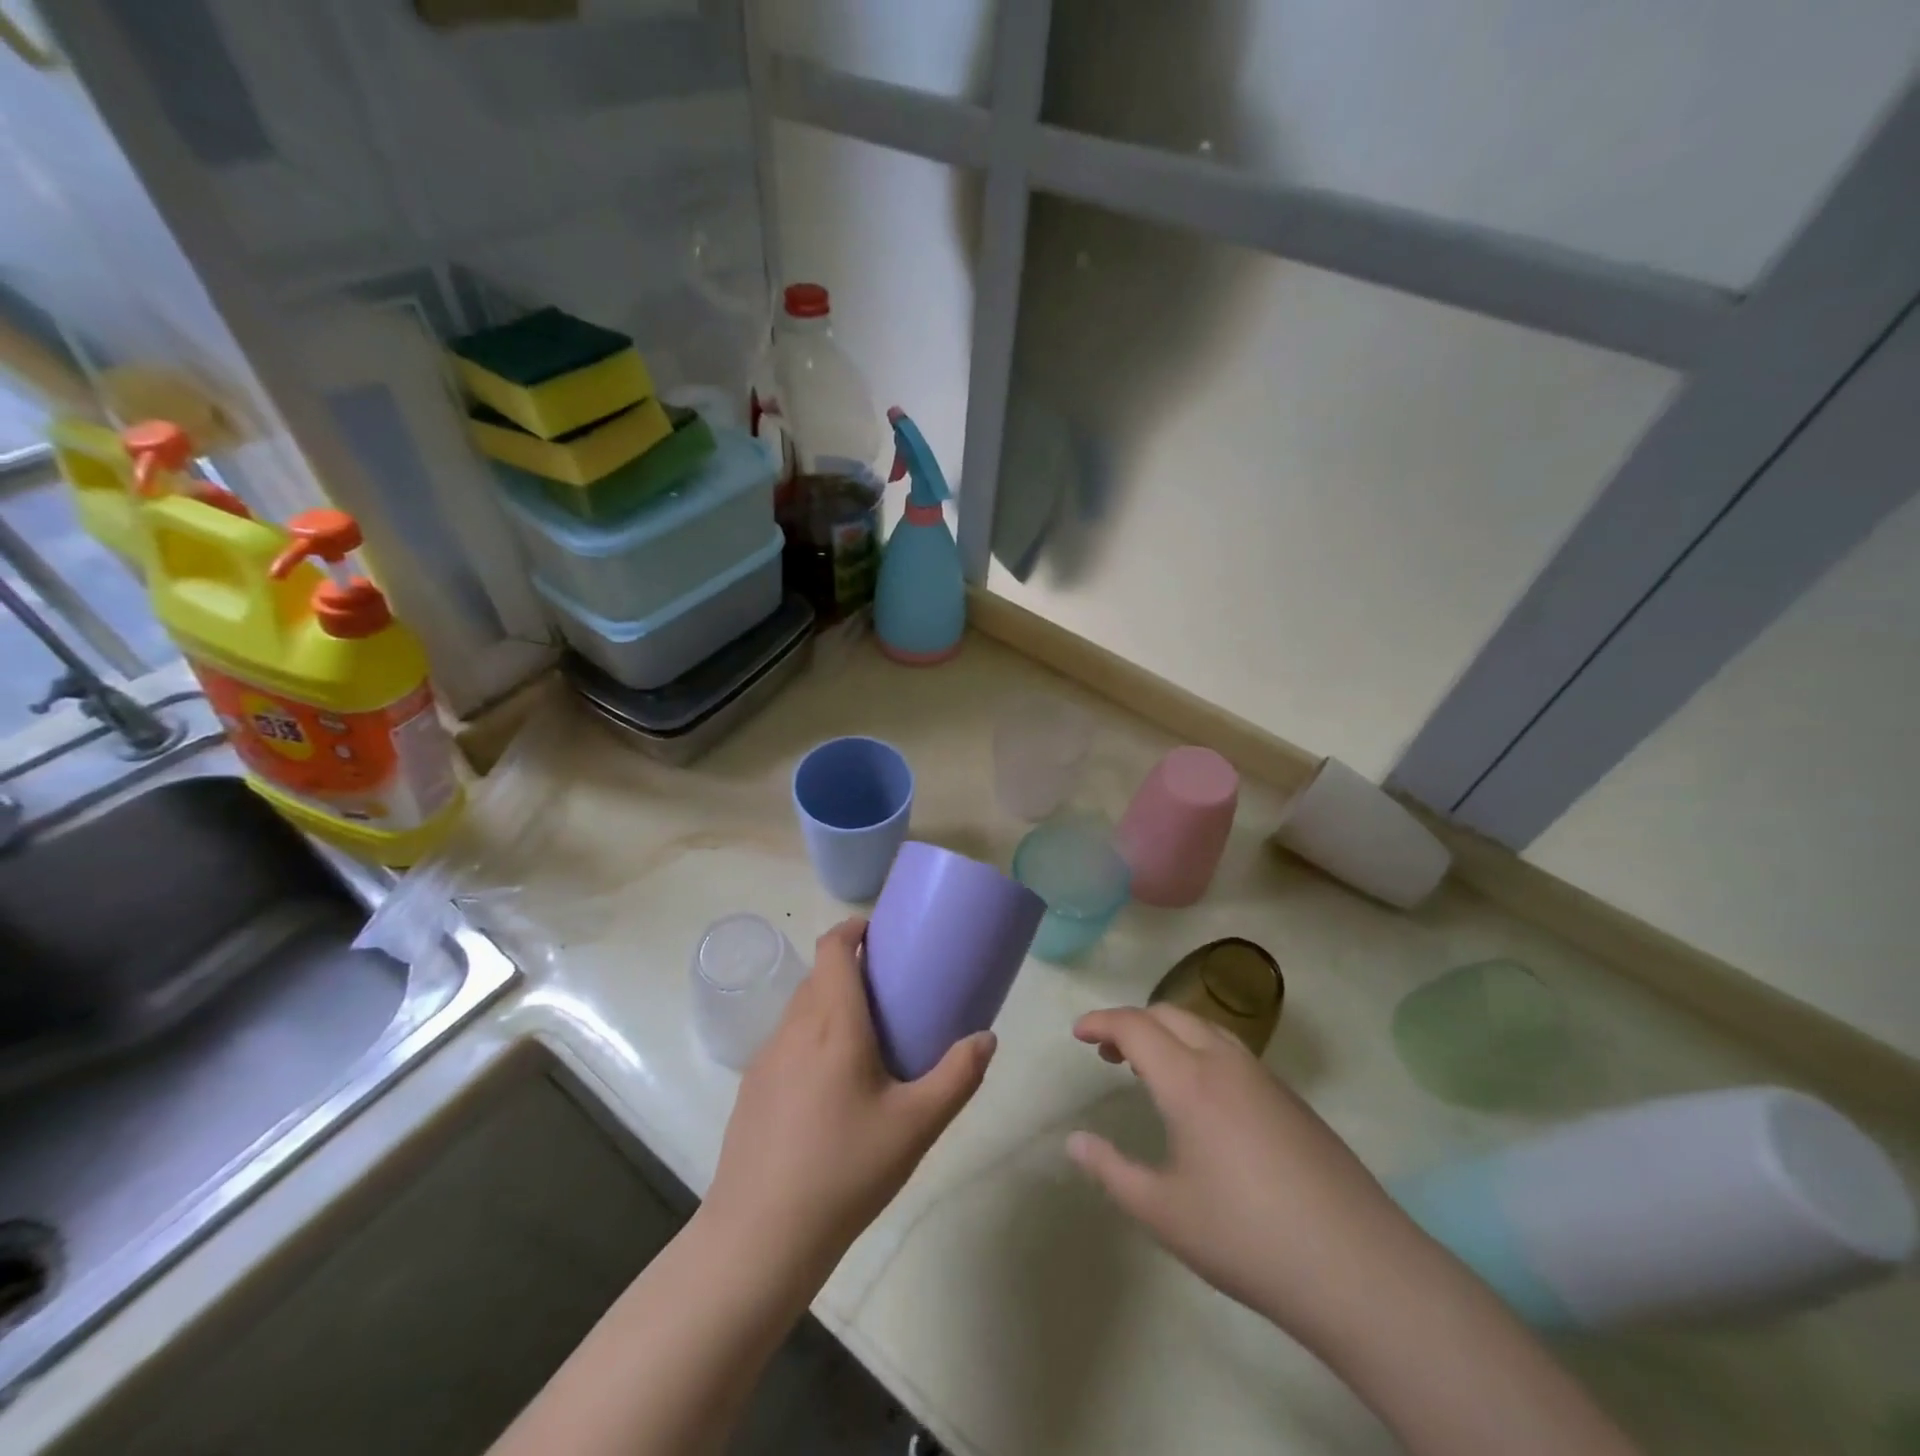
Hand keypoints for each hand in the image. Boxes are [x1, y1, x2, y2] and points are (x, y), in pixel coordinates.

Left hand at [704, 917, 995, 1274]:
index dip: (853, 928)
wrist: (759, 1238)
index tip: (882, 932)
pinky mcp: (751, 1089)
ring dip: (831, 1002)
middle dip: (851, 967)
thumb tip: (986, 1038)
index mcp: (832, 1022)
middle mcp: (793, 1028)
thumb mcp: (916, 1126)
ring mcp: (765, 1058)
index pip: (832, 947)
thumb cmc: (844, 1171)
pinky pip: (787, 1041)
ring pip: (801, 1008)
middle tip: (891, 990)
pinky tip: (832, 1086)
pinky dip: (812, 1036)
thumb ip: (957, 1077)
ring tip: (867, 1036)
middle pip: (818, 974)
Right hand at [1067, 1004, 1413, 1343]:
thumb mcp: (1163, 1213)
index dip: (1100, 1022)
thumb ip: (1111, 1171)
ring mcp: (1264, 1078)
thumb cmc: (1247, 1238)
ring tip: (1149, 1068)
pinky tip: (1201, 1097)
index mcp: (1189, 1081)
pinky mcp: (1291, 1100)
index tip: (1077, 1033)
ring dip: (1168, 1032)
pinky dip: (1199, 1050)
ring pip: (1206, 1027)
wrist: (1359, 1268)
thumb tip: (1074, 1141)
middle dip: (1132, 1022)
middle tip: (1106, 1053)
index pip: (1134, 1026)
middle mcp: (1225, 1063)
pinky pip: (1232, 1051)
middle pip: (1170, 1014)